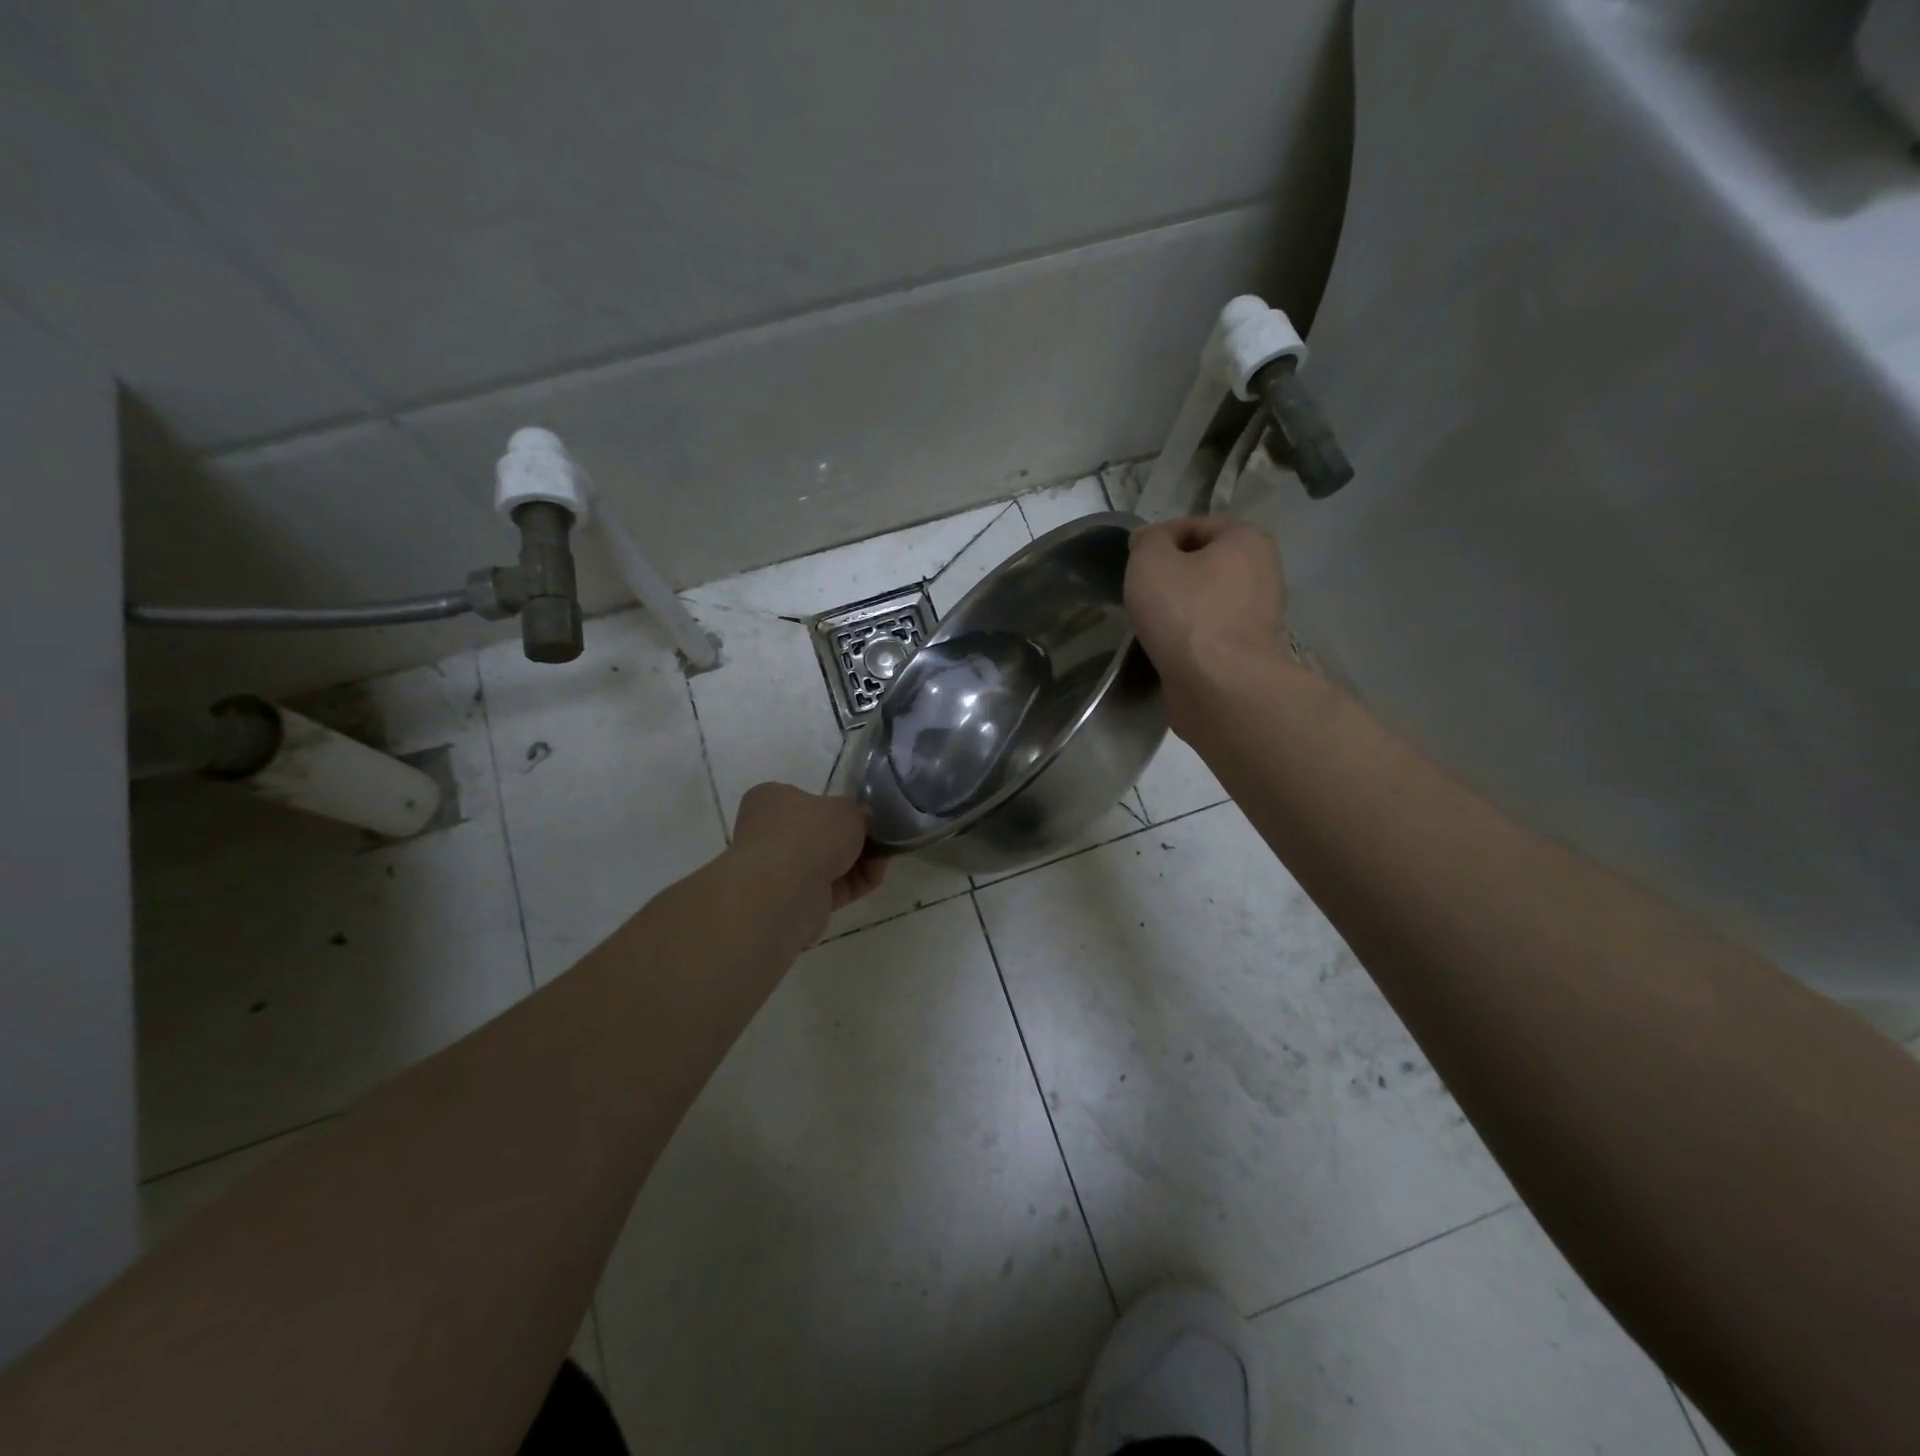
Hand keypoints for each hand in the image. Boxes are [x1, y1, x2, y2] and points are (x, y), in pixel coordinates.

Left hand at [728, 783, 889, 947]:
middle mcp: (768, 833)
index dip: (837, 806)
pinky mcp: (794, 901)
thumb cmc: (810, 833)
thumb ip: (858, 811)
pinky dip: (855, 882)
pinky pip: (832, 887)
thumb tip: (863, 818)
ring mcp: (780, 871)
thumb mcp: (847, 808)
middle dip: (852, 837)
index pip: (805, 799)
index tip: (864, 813)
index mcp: (771, 800)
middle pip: (820, 834)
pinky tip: (877, 875)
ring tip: (886, 855)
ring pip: (827, 862)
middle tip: (880, 835)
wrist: (787, 891)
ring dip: (858, 860)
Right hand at [1126, 517, 1287, 694]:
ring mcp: (1261, 614)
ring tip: (1153, 623)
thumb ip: (1147, 541)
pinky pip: (1213, 632)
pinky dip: (1191, 636)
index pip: (1195, 526)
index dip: (1158, 539)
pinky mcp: (1251, 651)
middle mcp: (1264, 571)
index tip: (1133, 561)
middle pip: (1205, 563)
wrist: (1220, 686)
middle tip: (1142, 593)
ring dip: (1181, 608)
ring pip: (1209, 600)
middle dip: (1173, 575)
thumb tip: (1150, 542)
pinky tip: (1171, 647)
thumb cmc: (1185, 613)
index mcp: (1247, 539)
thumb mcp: (1150, 561)